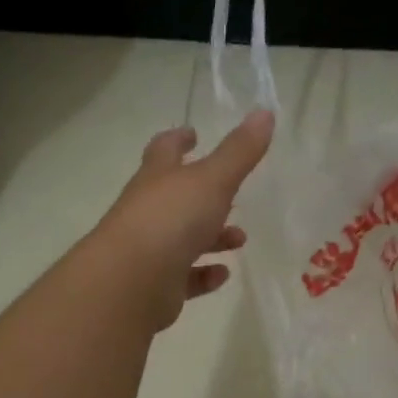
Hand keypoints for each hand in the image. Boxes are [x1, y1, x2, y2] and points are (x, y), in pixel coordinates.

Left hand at [91, 109, 274, 329]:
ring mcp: (150, 249)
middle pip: (176, 196)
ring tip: (239, 239)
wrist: (132, 281)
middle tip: (232, 195)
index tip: (192, 134)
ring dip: (211, 237)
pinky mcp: (157, 285)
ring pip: (183, 238)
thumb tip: (265, 112)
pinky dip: (203, 274)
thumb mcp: (212, 180)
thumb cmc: (171, 219)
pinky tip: (222, 274)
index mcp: (158, 178)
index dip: (179, 140)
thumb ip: (239, 151)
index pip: (165, 151)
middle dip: (204, 194)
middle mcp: (149, 210)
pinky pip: (184, 277)